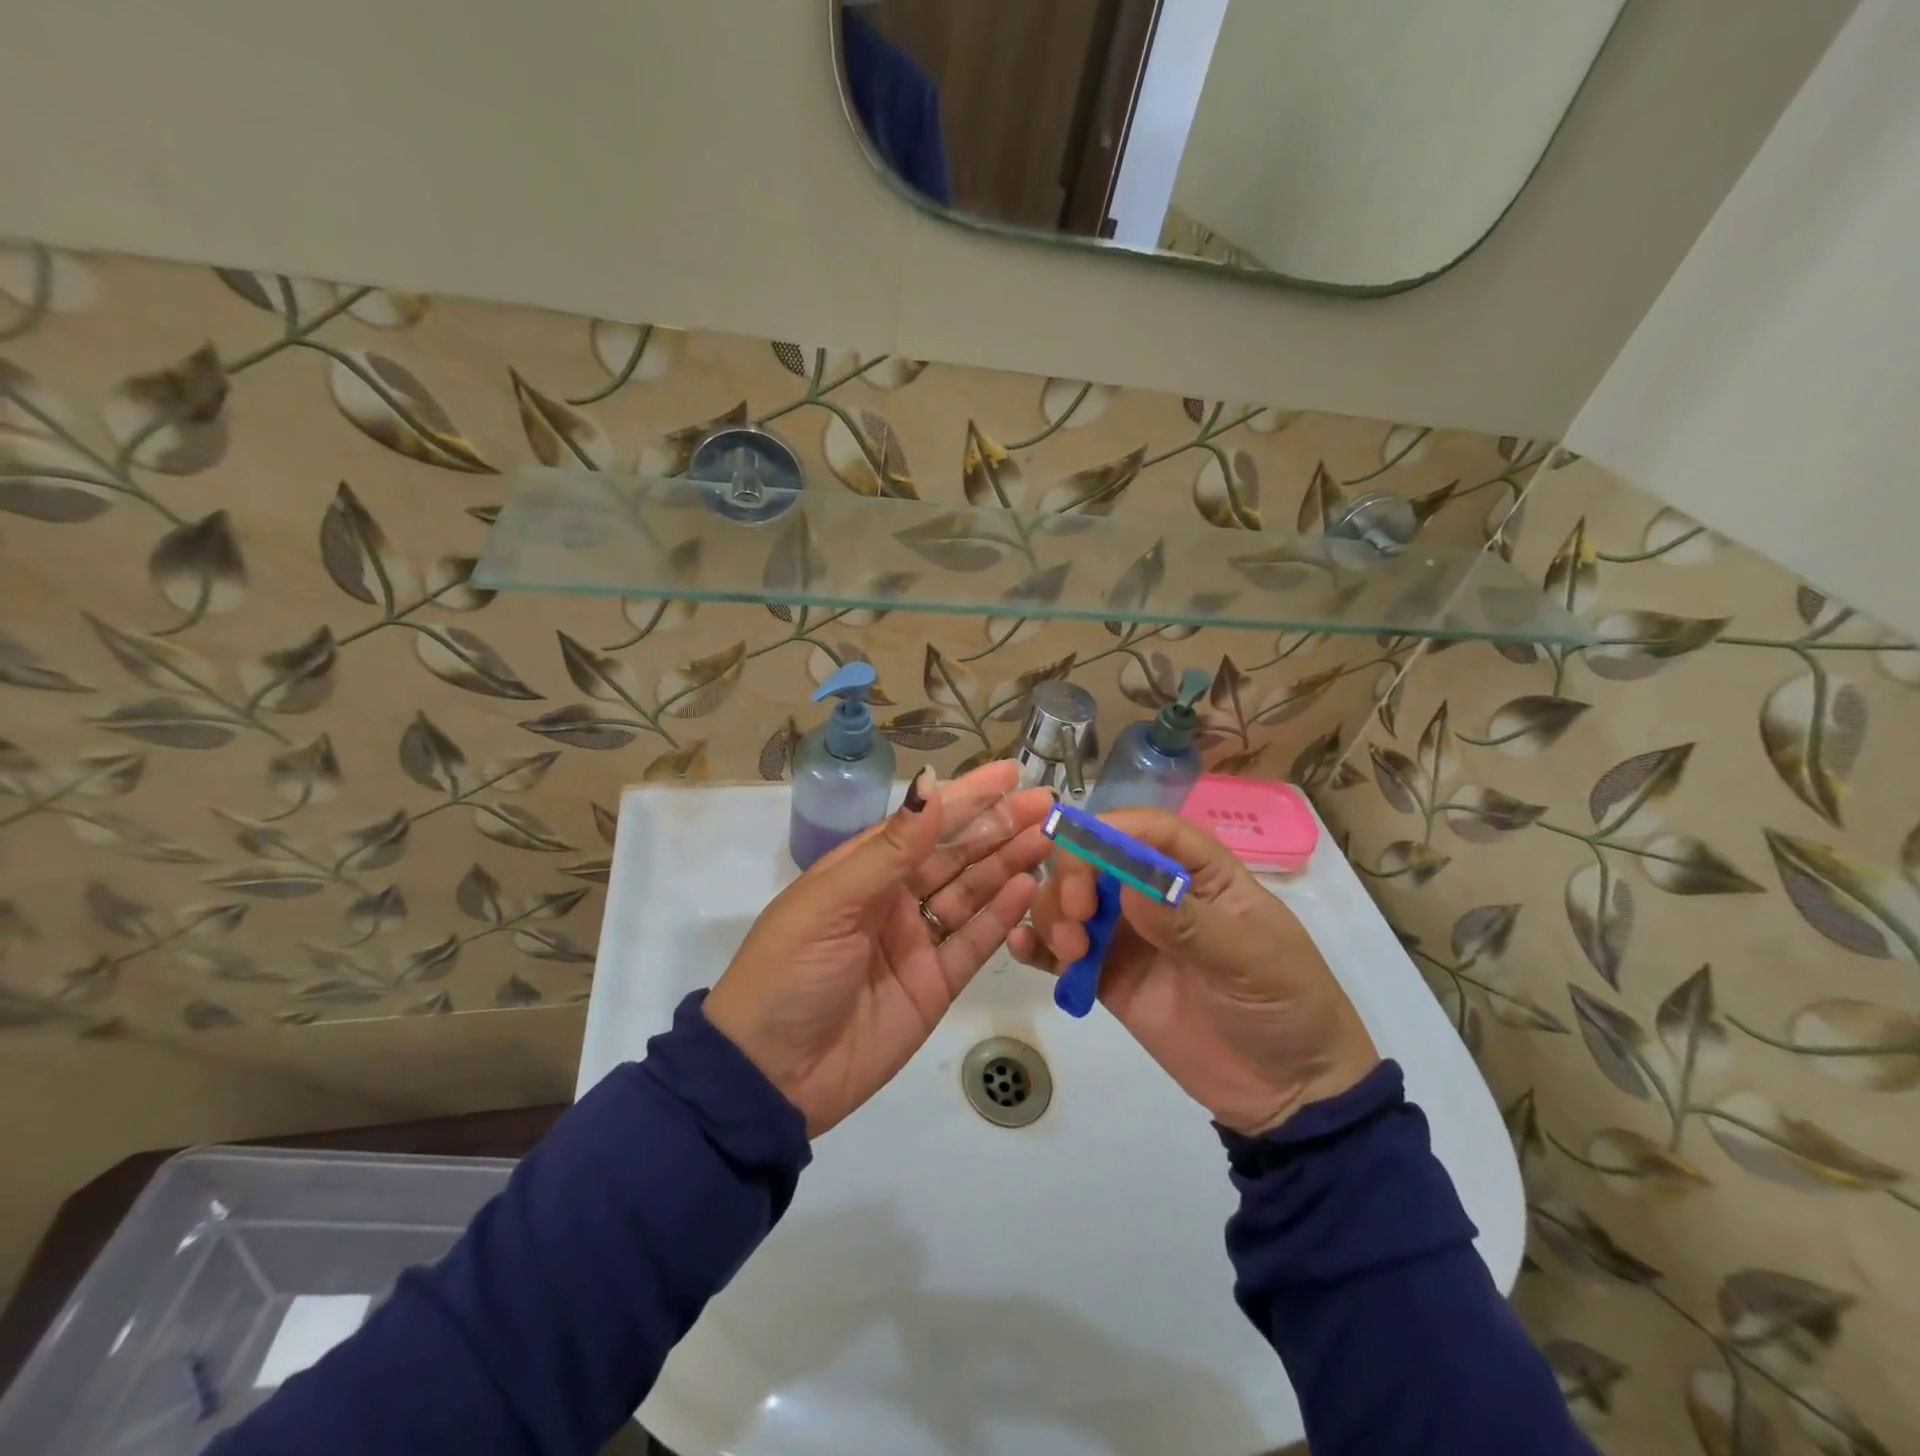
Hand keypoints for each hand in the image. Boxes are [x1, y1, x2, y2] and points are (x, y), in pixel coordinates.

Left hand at [705, 762, 1054, 1136]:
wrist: (770, 1075)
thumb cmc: (789, 971)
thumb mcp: (832, 902)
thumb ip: (891, 849)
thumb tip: (930, 785)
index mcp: (863, 870)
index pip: (924, 822)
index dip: (967, 796)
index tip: (1010, 773)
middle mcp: (894, 899)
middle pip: (956, 854)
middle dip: (999, 827)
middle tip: (1046, 805)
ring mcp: (917, 942)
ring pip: (972, 893)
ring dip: (1008, 865)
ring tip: (1047, 839)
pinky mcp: (935, 984)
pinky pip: (974, 942)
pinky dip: (1002, 916)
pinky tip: (1028, 888)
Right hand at [1008, 808, 1378, 1134]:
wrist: (1288, 1093)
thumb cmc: (1286, 1007)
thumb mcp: (1251, 960)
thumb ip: (1190, 923)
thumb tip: (1131, 885)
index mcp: (1200, 873)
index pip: (1149, 830)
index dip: (1111, 830)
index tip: (1079, 850)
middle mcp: (1155, 894)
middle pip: (1096, 857)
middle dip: (1073, 875)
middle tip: (1077, 915)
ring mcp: (1128, 935)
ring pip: (1070, 899)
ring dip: (1055, 913)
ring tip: (1071, 954)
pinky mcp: (1107, 976)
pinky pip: (1062, 950)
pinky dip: (1038, 944)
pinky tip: (1026, 950)